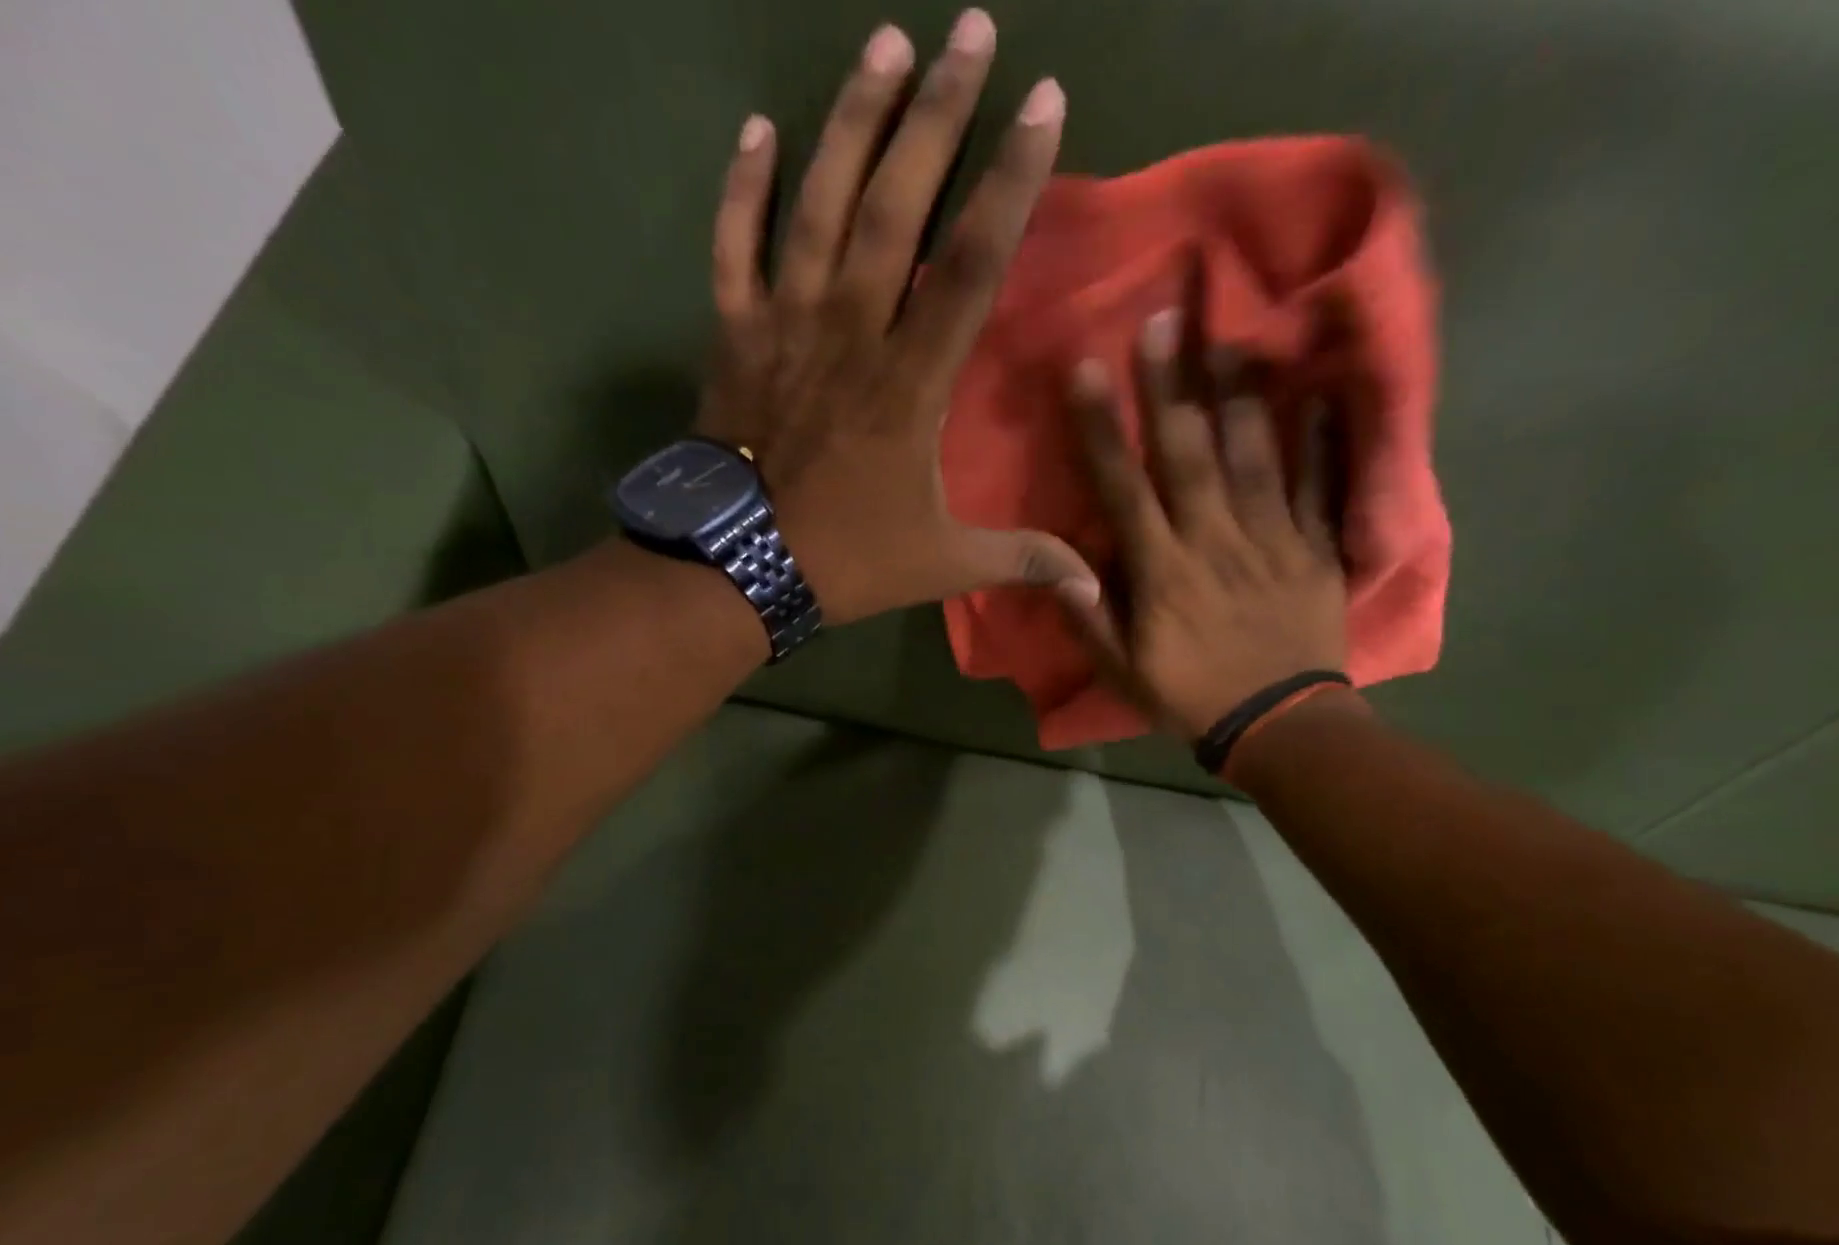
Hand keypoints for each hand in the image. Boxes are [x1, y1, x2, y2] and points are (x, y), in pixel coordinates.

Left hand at [692, 11, 1097, 624]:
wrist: (737, 569)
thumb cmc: (845, 560)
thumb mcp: (943, 564)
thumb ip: (1019, 559)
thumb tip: (1093, 584)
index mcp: (909, 381)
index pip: (971, 262)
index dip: (1010, 180)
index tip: (1043, 102)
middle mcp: (850, 330)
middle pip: (898, 204)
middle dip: (939, 114)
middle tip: (971, 30)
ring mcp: (785, 323)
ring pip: (819, 202)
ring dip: (854, 120)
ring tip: (887, 45)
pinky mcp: (734, 334)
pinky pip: (734, 243)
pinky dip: (744, 186)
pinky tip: (761, 130)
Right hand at [1060, 308, 1351, 739]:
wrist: (1279, 724)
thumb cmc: (1190, 696)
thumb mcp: (1124, 673)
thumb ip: (1091, 620)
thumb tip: (1058, 570)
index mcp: (1162, 571)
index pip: (1124, 487)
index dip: (1102, 428)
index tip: (1087, 371)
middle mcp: (1213, 540)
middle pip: (1188, 453)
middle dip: (1171, 385)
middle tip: (1165, 316)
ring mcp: (1270, 539)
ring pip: (1253, 455)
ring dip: (1240, 392)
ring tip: (1232, 332)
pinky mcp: (1315, 548)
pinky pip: (1319, 486)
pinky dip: (1322, 438)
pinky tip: (1320, 390)